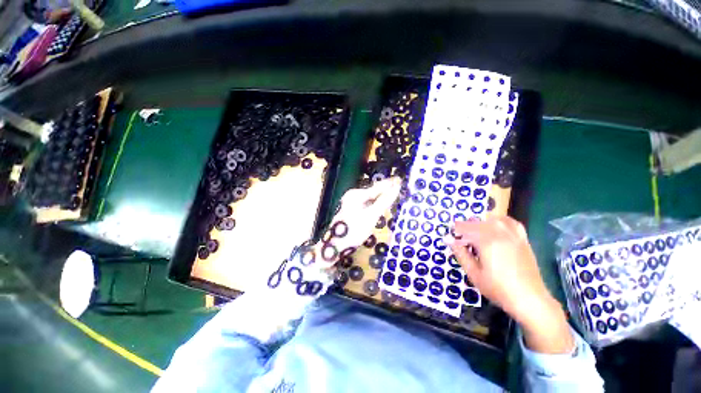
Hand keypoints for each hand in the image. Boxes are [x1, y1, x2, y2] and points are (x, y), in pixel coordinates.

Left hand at [317, 177, 401, 262]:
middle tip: (400, 187)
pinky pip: (366, 204)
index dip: (390, 184)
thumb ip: (384, 201)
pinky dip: (375, 204)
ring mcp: (351, 202)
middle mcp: (353, 195)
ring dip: (381, 197)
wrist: (335, 246)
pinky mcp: (352, 210)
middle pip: (373, 191)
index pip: (377, 187)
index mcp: (356, 194)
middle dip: (386, 190)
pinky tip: (381, 205)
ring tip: (394, 195)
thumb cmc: (354, 230)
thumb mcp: (371, 216)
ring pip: (370, 198)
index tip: (401, 180)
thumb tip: (395, 187)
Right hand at [445, 216, 573, 353]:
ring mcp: (513, 235)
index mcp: (486, 242)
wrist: (530, 300)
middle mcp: (500, 233)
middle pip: (477, 223)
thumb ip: (460, 254)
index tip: (450, 236)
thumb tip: (448, 239)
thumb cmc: (498, 289)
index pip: (465, 228)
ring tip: (475, 232)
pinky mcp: (522, 239)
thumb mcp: (474, 274)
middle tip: (460, 238)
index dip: (455, 230)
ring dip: (480, 223)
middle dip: (466, 228)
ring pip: (492, 220)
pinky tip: (495, 225)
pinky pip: (510, 222)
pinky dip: (500, 220)